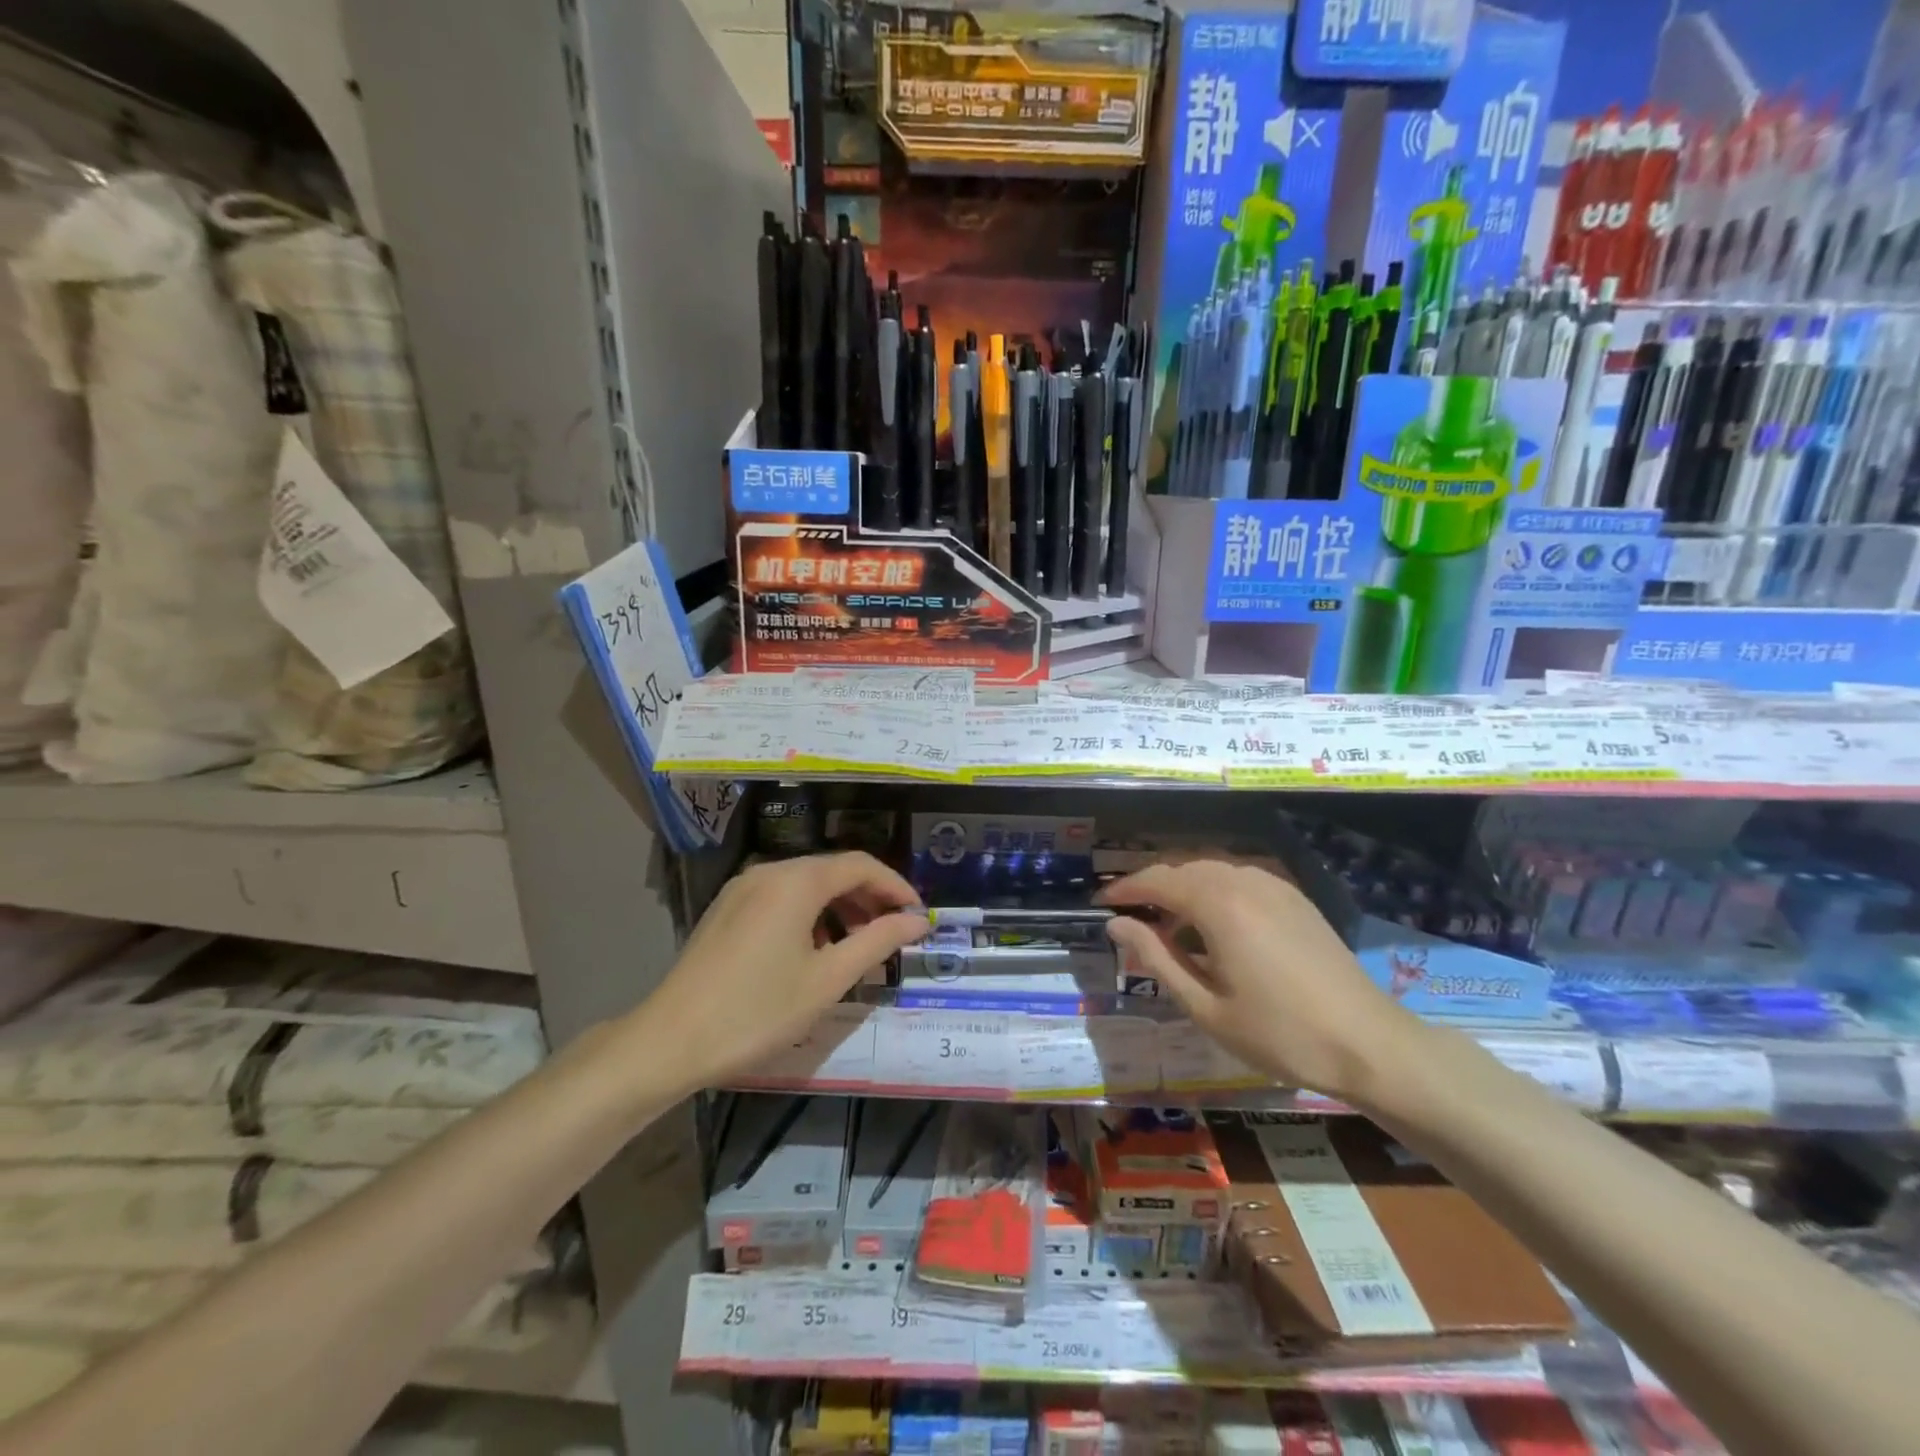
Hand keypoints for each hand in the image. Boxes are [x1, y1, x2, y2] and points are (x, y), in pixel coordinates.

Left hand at [634, 852, 927, 1091]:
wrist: (669, 1041)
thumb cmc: (757, 1011)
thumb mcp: (827, 980)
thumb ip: (877, 942)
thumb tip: (917, 921)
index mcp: (796, 881)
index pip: (861, 865)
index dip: (896, 886)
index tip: (918, 916)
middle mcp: (769, 871)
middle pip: (833, 871)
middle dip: (869, 898)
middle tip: (894, 935)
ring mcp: (742, 888)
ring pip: (806, 885)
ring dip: (840, 908)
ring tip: (858, 947)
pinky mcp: (727, 909)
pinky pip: (781, 898)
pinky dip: (810, 915)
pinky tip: (815, 950)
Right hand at [1100, 860, 1428, 1104]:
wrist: (1370, 1044)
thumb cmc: (1280, 1034)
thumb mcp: (1205, 1006)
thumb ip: (1156, 958)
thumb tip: (1117, 924)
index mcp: (1219, 905)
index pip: (1157, 880)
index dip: (1124, 889)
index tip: (1100, 904)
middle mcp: (1244, 881)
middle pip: (1184, 868)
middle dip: (1152, 887)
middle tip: (1130, 918)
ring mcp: (1275, 886)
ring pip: (1212, 871)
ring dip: (1184, 889)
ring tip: (1169, 928)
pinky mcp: (1296, 899)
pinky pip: (1241, 880)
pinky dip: (1215, 892)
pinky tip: (1215, 928)